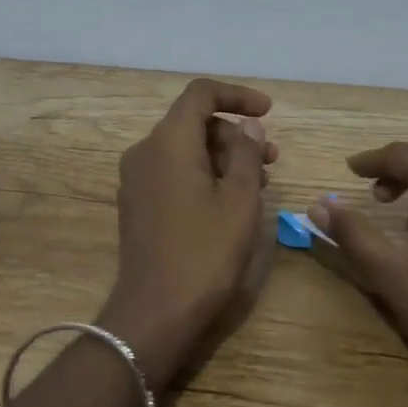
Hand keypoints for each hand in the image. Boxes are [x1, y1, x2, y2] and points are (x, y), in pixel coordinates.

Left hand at [98, 79, 276, 390]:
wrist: (155, 312)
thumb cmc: (204, 252)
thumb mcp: (238, 200)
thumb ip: (245, 152)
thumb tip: (247, 124)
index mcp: (168, 141)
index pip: (200, 94)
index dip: (237, 95)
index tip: (269, 112)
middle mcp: (145, 151)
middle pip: (192, 122)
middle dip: (234, 134)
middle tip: (271, 159)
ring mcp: (136, 179)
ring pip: (184, 149)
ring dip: (222, 157)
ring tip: (258, 183)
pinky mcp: (137, 203)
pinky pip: (173, 172)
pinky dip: (203, 175)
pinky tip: (229, 201)